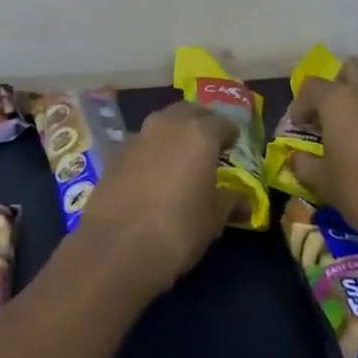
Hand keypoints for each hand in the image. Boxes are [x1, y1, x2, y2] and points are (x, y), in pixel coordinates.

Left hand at [73, 102, 238, 301]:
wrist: (117, 245)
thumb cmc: (178, 229)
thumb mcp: (214, 219)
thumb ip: (230, 201)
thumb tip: (242, 198)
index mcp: (198, 134)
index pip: (222, 123)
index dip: (230, 134)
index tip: (233, 146)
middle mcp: (167, 124)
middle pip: (188, 112)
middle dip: (200, 122)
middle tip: (208, 143)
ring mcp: (137, 135)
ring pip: (162, 123)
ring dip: (173, 133)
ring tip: (181, 156)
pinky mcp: (115, 152)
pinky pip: (141, 142)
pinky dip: (151, 150)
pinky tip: (153, 172)